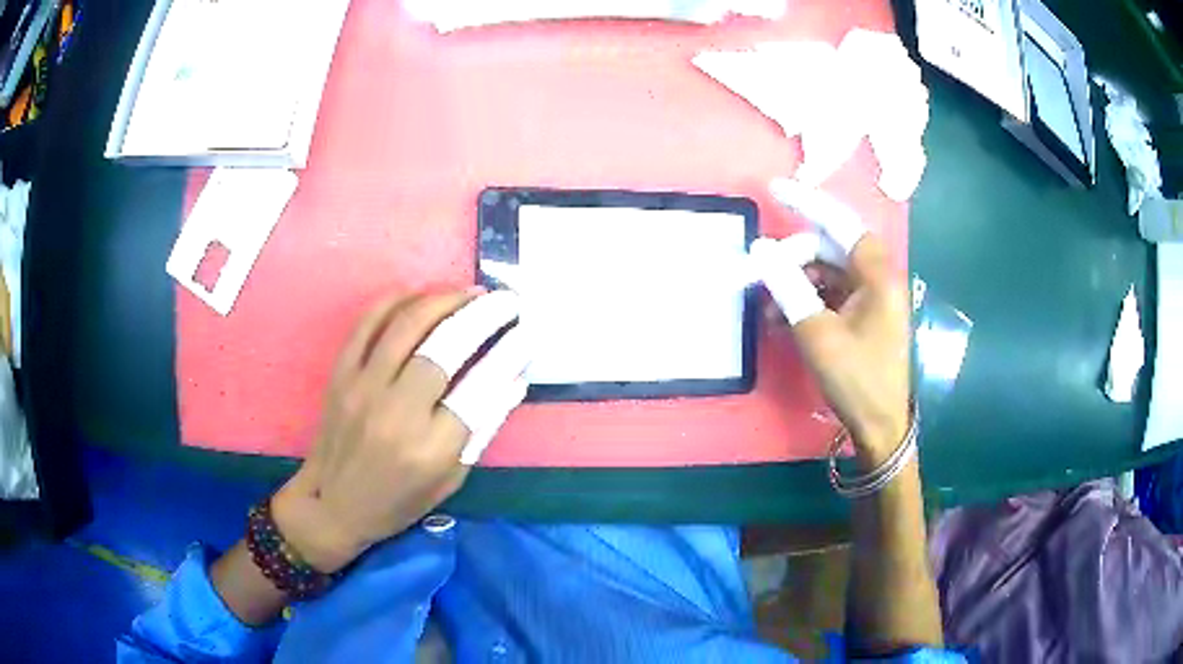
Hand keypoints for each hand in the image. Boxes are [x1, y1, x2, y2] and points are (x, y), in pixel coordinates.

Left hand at [271, 289, 529, 571]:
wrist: (332, 503)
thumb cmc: (397, 500)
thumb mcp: (451, 479)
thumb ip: (483, 428)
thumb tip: (514, 379)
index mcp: (431, 449)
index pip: (481, 388)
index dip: (510, 354)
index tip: (527, 333)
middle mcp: (397, 413)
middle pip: (446, 347)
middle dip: (483, 316)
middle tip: (506, 301)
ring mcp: (363, 387)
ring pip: (407, 324)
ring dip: (444, 300)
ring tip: (470, 293)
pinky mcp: (340, 373)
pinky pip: (368, 321)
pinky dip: (398, 300)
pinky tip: (422, 296)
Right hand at [753, 178, 908, 466]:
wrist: (880, 426)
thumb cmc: (856, 379)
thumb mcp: (817, 333)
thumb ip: (788, 286)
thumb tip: (760, 249)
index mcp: (877, 275)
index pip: (840, 223)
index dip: (807, 203)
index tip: (774, 189)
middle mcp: (877, 278)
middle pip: (830, 248)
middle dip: (793, 258)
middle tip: (759, 275)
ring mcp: (871, 298)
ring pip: (827, 272)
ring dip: (795, 282)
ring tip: (767, 307)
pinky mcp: (863, 316)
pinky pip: (830, 294)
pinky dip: (806, 300)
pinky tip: (782, 319)